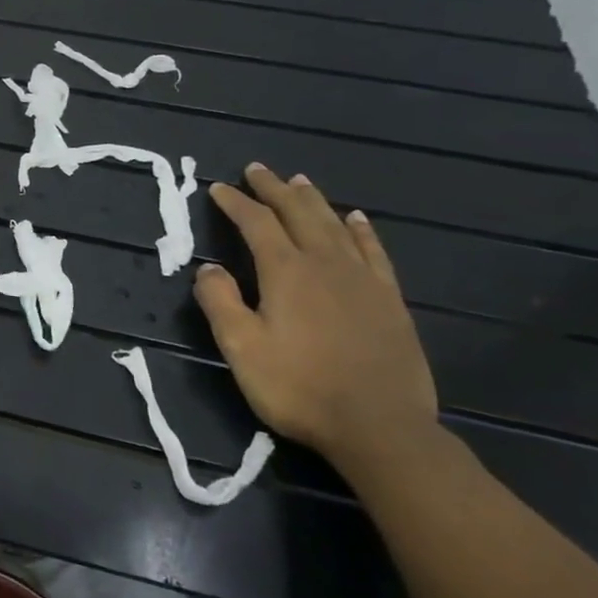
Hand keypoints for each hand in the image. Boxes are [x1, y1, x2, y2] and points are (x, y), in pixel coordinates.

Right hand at [193, 164, 439, 471]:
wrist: (380, 429)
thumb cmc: (299, 388)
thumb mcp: (241, 348)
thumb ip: (220, 302)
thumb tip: (208, 268)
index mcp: (286, 272)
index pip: (256, 224)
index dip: (236, 203)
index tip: (218, 188)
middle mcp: (326, 265)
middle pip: (298, 214)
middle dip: (274, 190)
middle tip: (258, 169)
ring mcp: (363, 281)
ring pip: (335, 226)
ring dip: (314, 201)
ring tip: (299, 181)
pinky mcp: (389, 302)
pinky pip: (373, 252)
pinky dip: (361, 230)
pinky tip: (355, 219)